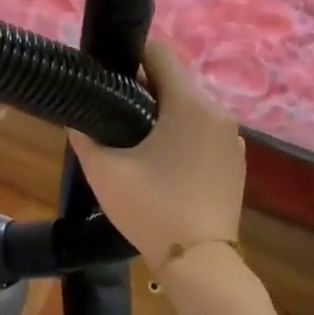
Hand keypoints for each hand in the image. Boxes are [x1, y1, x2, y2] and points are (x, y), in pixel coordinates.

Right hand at [68, 40, 245, 270]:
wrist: (198, 261)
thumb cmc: (150, 208)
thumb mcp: (104, 171)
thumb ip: (85, 136)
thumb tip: (77, 118)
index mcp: (189, 105)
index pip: (161, 53)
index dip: (131, 53)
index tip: (107, 70)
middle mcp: (218, 113)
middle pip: (175, 82)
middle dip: (143, 88)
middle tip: (110, 109)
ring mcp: (233, 140)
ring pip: (190, 110)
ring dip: (162, 114)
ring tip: (132, 139)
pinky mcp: (236, 163)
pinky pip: (203, 134)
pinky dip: (181, 136)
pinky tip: (160, 163)